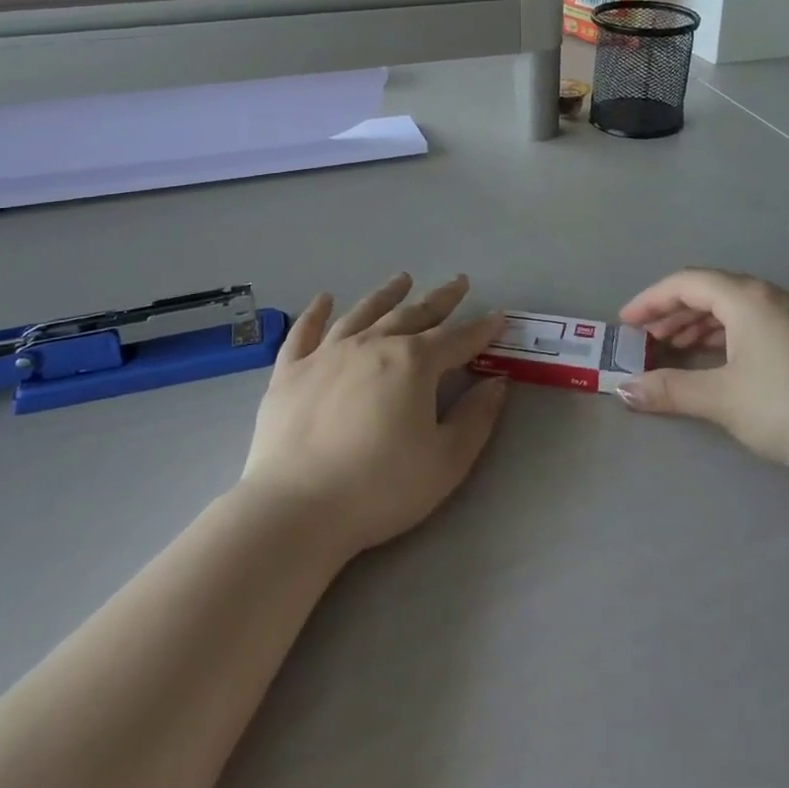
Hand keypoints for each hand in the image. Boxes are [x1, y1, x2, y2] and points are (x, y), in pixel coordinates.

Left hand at [241, 274, 506, 556]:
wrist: (296, 508)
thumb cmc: (380, 488)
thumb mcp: (446, 461)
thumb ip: (476, 418)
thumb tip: (496, 383)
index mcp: (414, 363)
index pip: (457, 339)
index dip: (481, 329)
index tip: (498, 317)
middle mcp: (372, 345)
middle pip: (413, 315)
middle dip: (440, 299)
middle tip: (458, 282)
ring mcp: (328, 354)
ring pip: (363, 312)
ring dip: (386, 295)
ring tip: (402, 279)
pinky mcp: (291, 372)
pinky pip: (305, 332)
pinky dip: (316, 313)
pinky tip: (324, 299)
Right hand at [615, 269, 788, 478]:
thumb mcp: (722, 399)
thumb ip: (670, 390)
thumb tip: (624, 390)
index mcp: (746, 298)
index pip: (686, 282)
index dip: (650, 300)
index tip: (624, 324)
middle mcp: (767, 297)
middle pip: (707, 292)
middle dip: (671, 314)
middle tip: (644, 341)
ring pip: (729, 309)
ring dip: (695, 327)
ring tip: (671, 352)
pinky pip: (748, 325)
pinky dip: (720, 338)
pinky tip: (712, 363)